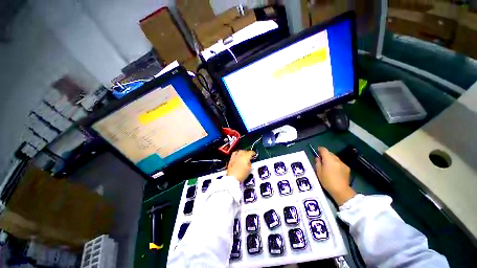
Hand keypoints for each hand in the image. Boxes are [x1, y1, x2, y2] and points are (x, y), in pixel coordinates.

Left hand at [227, 150, 255, 182]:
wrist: (232, 178)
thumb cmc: (242, 174)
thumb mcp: (249, 169)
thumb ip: (250, 163)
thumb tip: (249, 160)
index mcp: (246, 157)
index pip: (250, 152)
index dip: (253, 153)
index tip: (254, 154)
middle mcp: (240, 155)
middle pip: (245, 151)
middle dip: (248, 153)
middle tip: (250, 156)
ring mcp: (235, 156)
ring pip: (240, 151)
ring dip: (243, 152)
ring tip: (244, 155)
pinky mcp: (231, 158)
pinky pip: (235, 153)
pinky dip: (237, 153)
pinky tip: (238, 155)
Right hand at [315, 147, 355, 205]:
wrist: (341, 190)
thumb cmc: (327, 181)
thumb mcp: (318, 172)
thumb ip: (318, 163)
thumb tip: (318, 158)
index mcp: (329, 159)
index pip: (324, 150)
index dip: (320, 149)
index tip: (317, 151)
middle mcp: (336, 159)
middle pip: (330, 153)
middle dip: (325, 155)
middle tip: (321, 160)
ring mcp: (343, 163)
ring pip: (335, 158)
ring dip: (331, 159)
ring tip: (328, 166)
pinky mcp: (347, 168)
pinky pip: (339, 163)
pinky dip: (336, 164)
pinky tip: (334, 170)